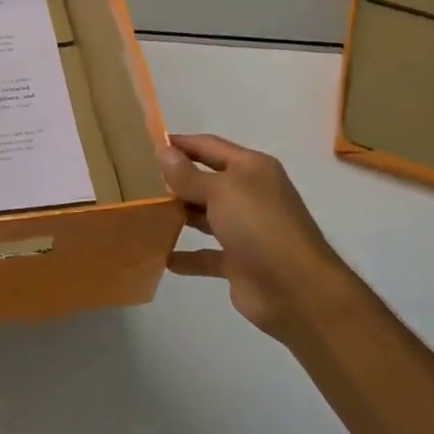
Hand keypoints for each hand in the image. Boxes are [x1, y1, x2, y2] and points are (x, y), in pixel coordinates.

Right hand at [160, 133, 354, 340]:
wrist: (297, 290)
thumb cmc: (259, 227)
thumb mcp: (221, 191)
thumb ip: (189, 175)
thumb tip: (165, 152)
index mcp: (251, 169)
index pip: (209, 146)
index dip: (181, 143)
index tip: (147, 143)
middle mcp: (249, 195)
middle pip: (206, 180)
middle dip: (176, 180)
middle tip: (136, 180)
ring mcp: (245, 230)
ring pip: (204, 216)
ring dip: (178, 215)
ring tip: (143, 212)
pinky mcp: (238, 262)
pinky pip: (205, 254)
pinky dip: (186, 256)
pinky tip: (160, 255)